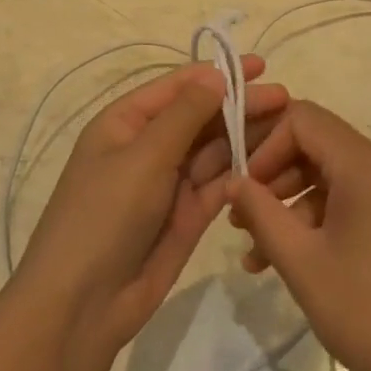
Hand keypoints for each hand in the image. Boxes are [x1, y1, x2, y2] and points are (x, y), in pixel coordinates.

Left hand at [14, 58, 286, 370]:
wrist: (82, 304)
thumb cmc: (105, 215)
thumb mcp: (143, 157)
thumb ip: (185, 115)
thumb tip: (216, 74)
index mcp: (125, 123)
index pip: (177, 87)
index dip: (217, 74)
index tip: (259, 65)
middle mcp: (148, 147)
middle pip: (200, 117)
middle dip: (239, 105)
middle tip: (285, 99)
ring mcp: (168, 182)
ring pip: (213, 150)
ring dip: (246, 136)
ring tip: (288, 126)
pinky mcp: (187, 215)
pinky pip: (218, 184)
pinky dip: (241, 172)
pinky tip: (273, 161)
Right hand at [228, 101, 370, 370]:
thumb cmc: (364, 312)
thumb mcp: (300, 260)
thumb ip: (260, 211)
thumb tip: (233, 181)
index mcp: (370, 166)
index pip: (305, 120)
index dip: (266, 146)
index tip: (243, 189)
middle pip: (322, 147)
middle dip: (276, 179)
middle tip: (242, 223)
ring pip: (339, 178)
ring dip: (296, 206)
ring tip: (259, 256)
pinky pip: (362, 200)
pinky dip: (327, 219)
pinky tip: (298, 260)